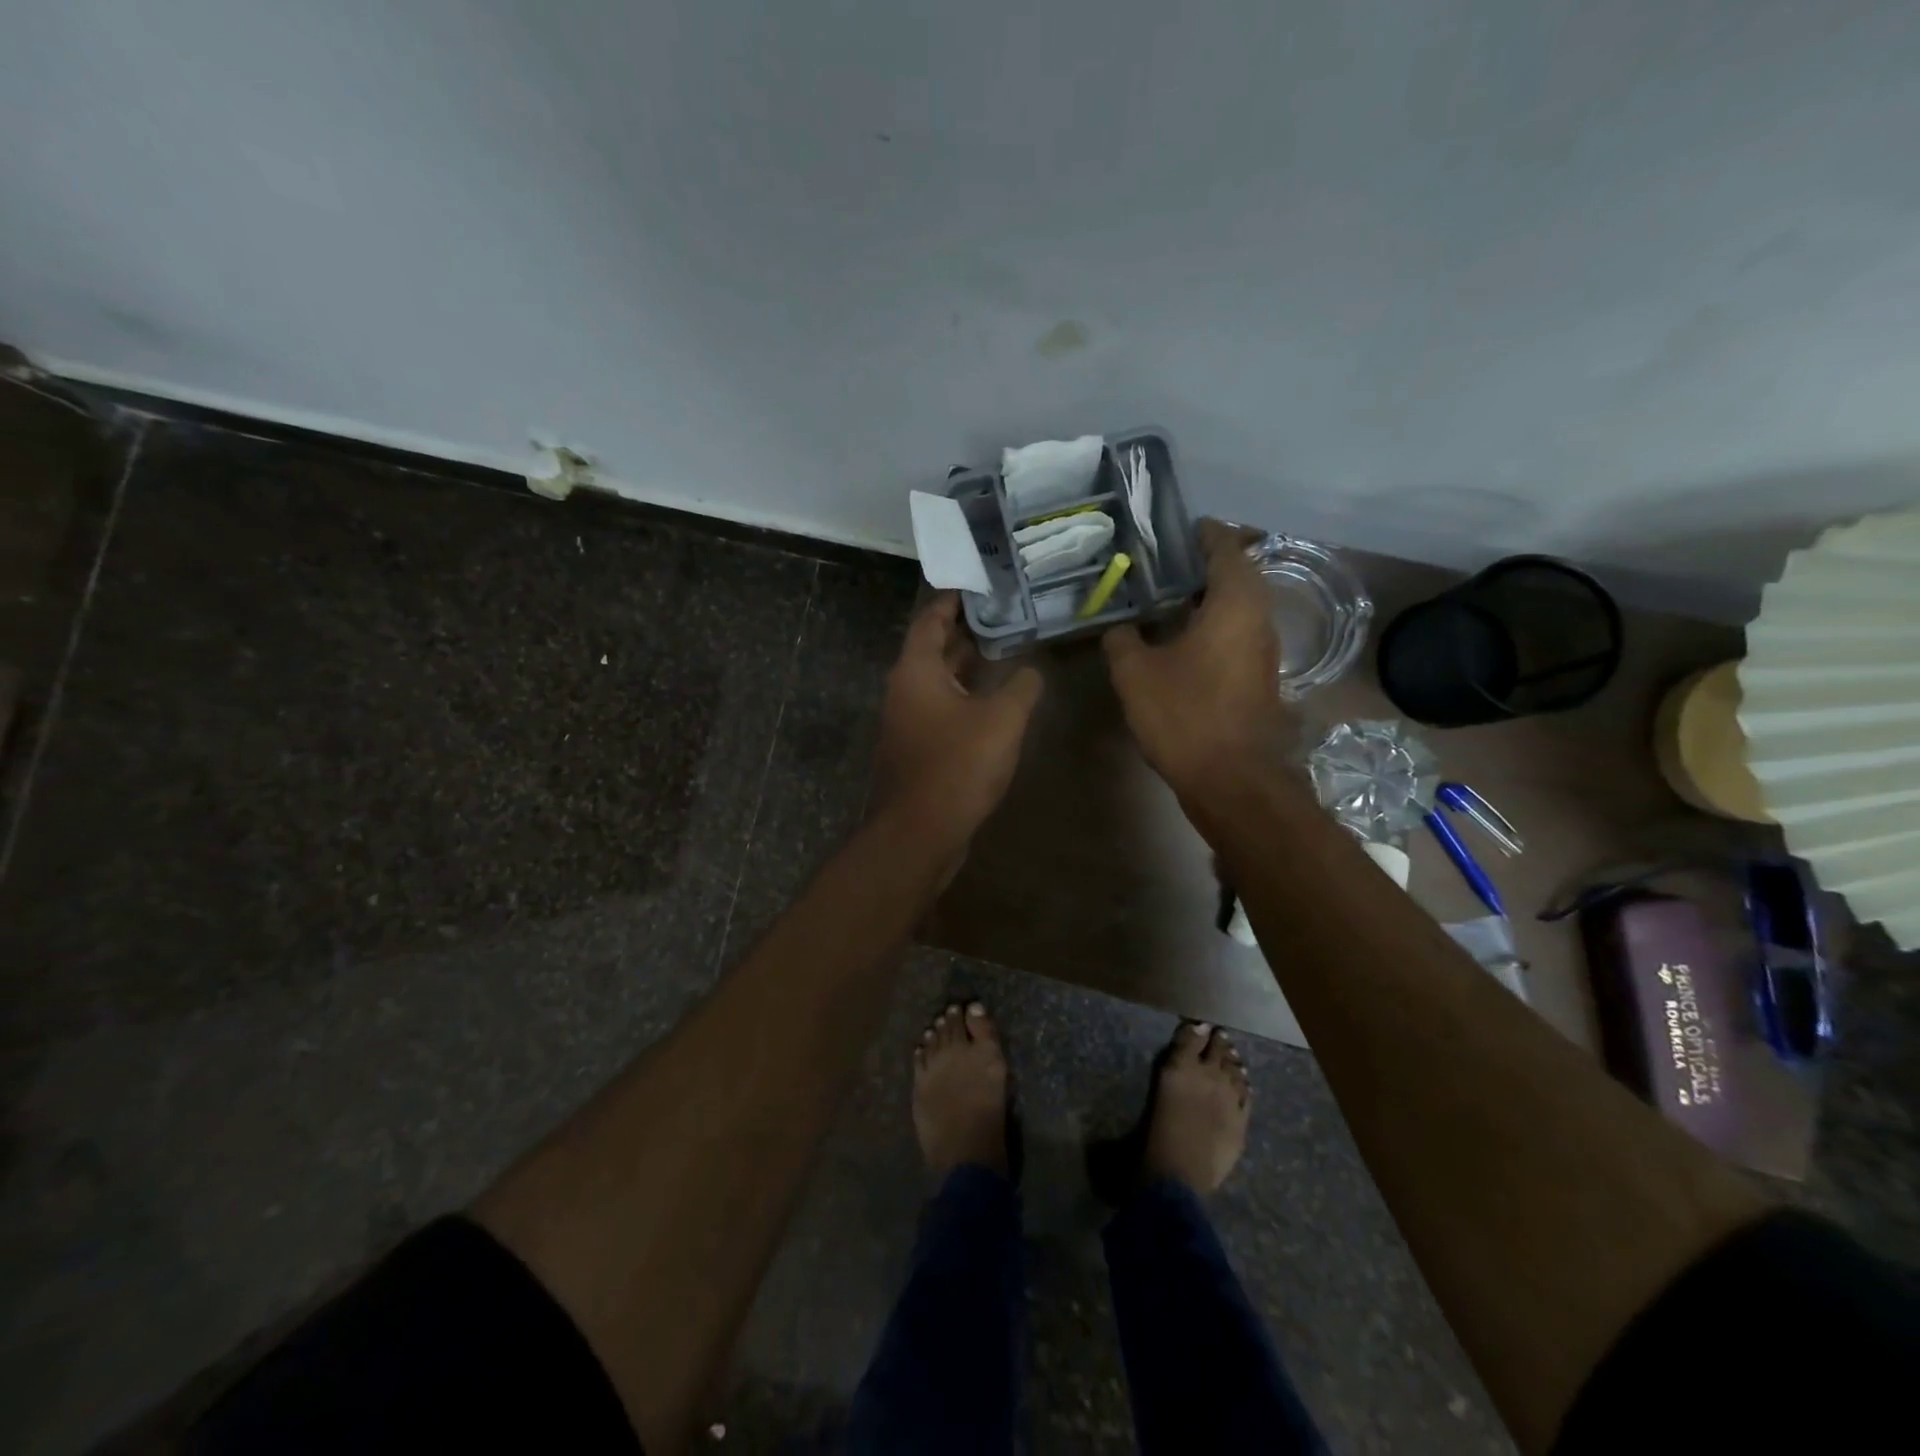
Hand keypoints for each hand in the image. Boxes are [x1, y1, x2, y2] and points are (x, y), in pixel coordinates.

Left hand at [874, 593, 1042, 849]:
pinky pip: (940, 707)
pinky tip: (993, 701)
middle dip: (965, 632)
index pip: (930, 620)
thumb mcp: (1002, 719)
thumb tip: (1032, 670)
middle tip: (1002, 615)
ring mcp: (908, 720)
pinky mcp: (917, 746)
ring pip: (938, 680)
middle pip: (933, 648)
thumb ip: (1022, 686)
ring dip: (966, 665)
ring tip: (1004, 650)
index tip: (978, 586)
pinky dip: (964, 695)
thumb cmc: (958, 765)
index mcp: (916, 670)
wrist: (921, 830)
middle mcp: (905, 689)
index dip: (953, 601)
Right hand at [1103, 519, 1285, 797]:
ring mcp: (1263, 651)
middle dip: (1203, 565)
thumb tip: (1120, 628)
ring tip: (1166, 597)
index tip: (1179, 528)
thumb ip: (1123, 640)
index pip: (1226, 548)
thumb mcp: (1136, 673)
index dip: (1204, 533)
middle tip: (1163, 563)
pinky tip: (1180, 639)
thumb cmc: (1185, 714)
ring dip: (1208, 597)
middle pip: (1237, 575)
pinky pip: (1236, 634)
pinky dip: (1212, 625)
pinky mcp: (1258, 678)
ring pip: (1238, 608)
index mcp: (1234, 603)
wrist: (1231, 779)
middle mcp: (1258, 619)